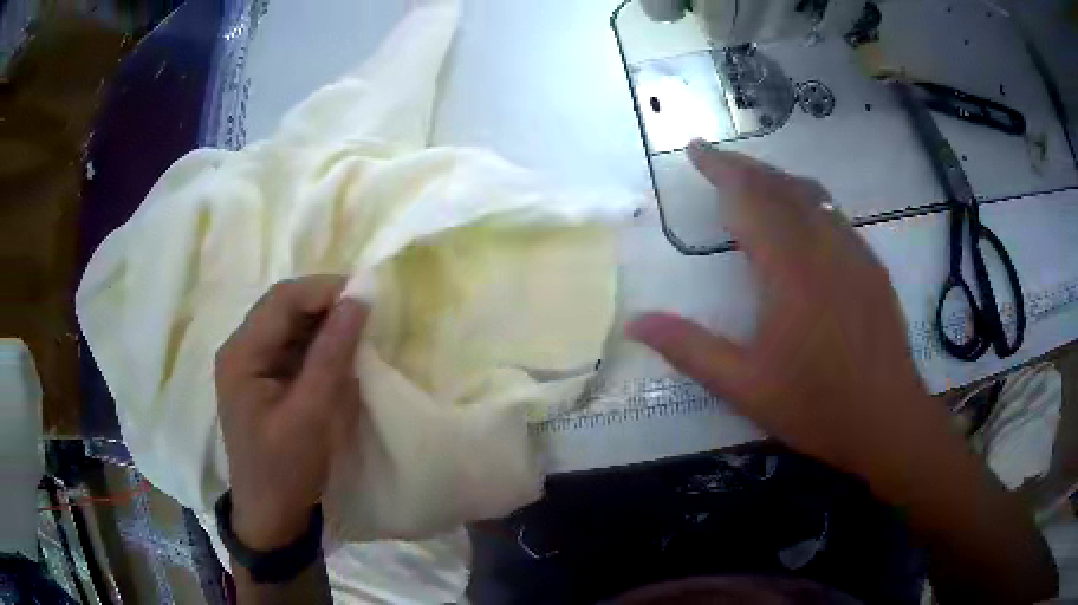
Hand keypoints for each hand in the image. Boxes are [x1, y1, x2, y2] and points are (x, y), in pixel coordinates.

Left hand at [216, 276, 367, 549]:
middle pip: (285, 307)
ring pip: (292, 325)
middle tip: (368, 317)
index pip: (283, 300)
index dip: (325, 290)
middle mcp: (241, 349)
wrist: (271, 516)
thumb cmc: (286, 471)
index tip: (368, 297)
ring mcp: (252, 364)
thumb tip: (360, 298)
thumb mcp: (312, 415)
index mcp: (241, 354)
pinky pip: (295, 348)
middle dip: (327, 306)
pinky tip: (340, 360)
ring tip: (359, 337)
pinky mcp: (266, 379)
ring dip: (325, 326)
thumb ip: (333, 354)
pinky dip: (320, 348)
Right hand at [627, 141, 1056, 602]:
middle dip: (746, 168)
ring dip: (781, 181)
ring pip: (814, 198)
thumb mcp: (749, 385)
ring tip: (753, 178)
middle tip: (717, 160)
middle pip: (783, 189)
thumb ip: (696, 348)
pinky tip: (803, 212)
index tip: (696, 151)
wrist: (894, 430)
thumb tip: (644, 323)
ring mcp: (853, 256)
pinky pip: (835, 219)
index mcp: (792, 274)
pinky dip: (811, 204)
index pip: (751, 200)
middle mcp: (825, 249)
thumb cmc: (821, 413)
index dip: (722, 171)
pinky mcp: (870, 270)